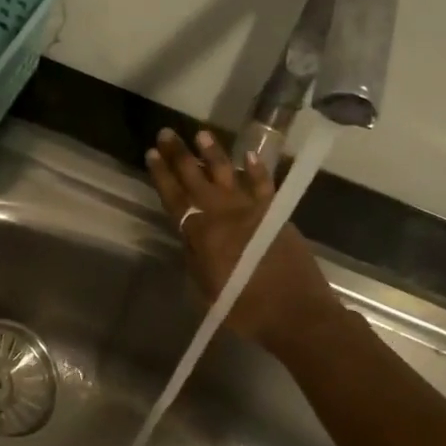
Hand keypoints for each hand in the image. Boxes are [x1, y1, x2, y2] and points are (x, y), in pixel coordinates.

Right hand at [145, 127, 344, 363]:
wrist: (295, 312)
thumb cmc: (245, 307)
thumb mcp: (207, 288)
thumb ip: (195, 257)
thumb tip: (190, 235)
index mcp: (202, 234)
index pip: (175, 198)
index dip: (162, 175)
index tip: (150, 154)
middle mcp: (223, 214)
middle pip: (196, 178)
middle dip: (179, 155)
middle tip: (166, 134)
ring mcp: (252, 210)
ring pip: (228, 174)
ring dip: (213, 153)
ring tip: (201, 133)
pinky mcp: (275, 213)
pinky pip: (263, 184)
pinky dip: (256, 169)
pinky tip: (248, 154)